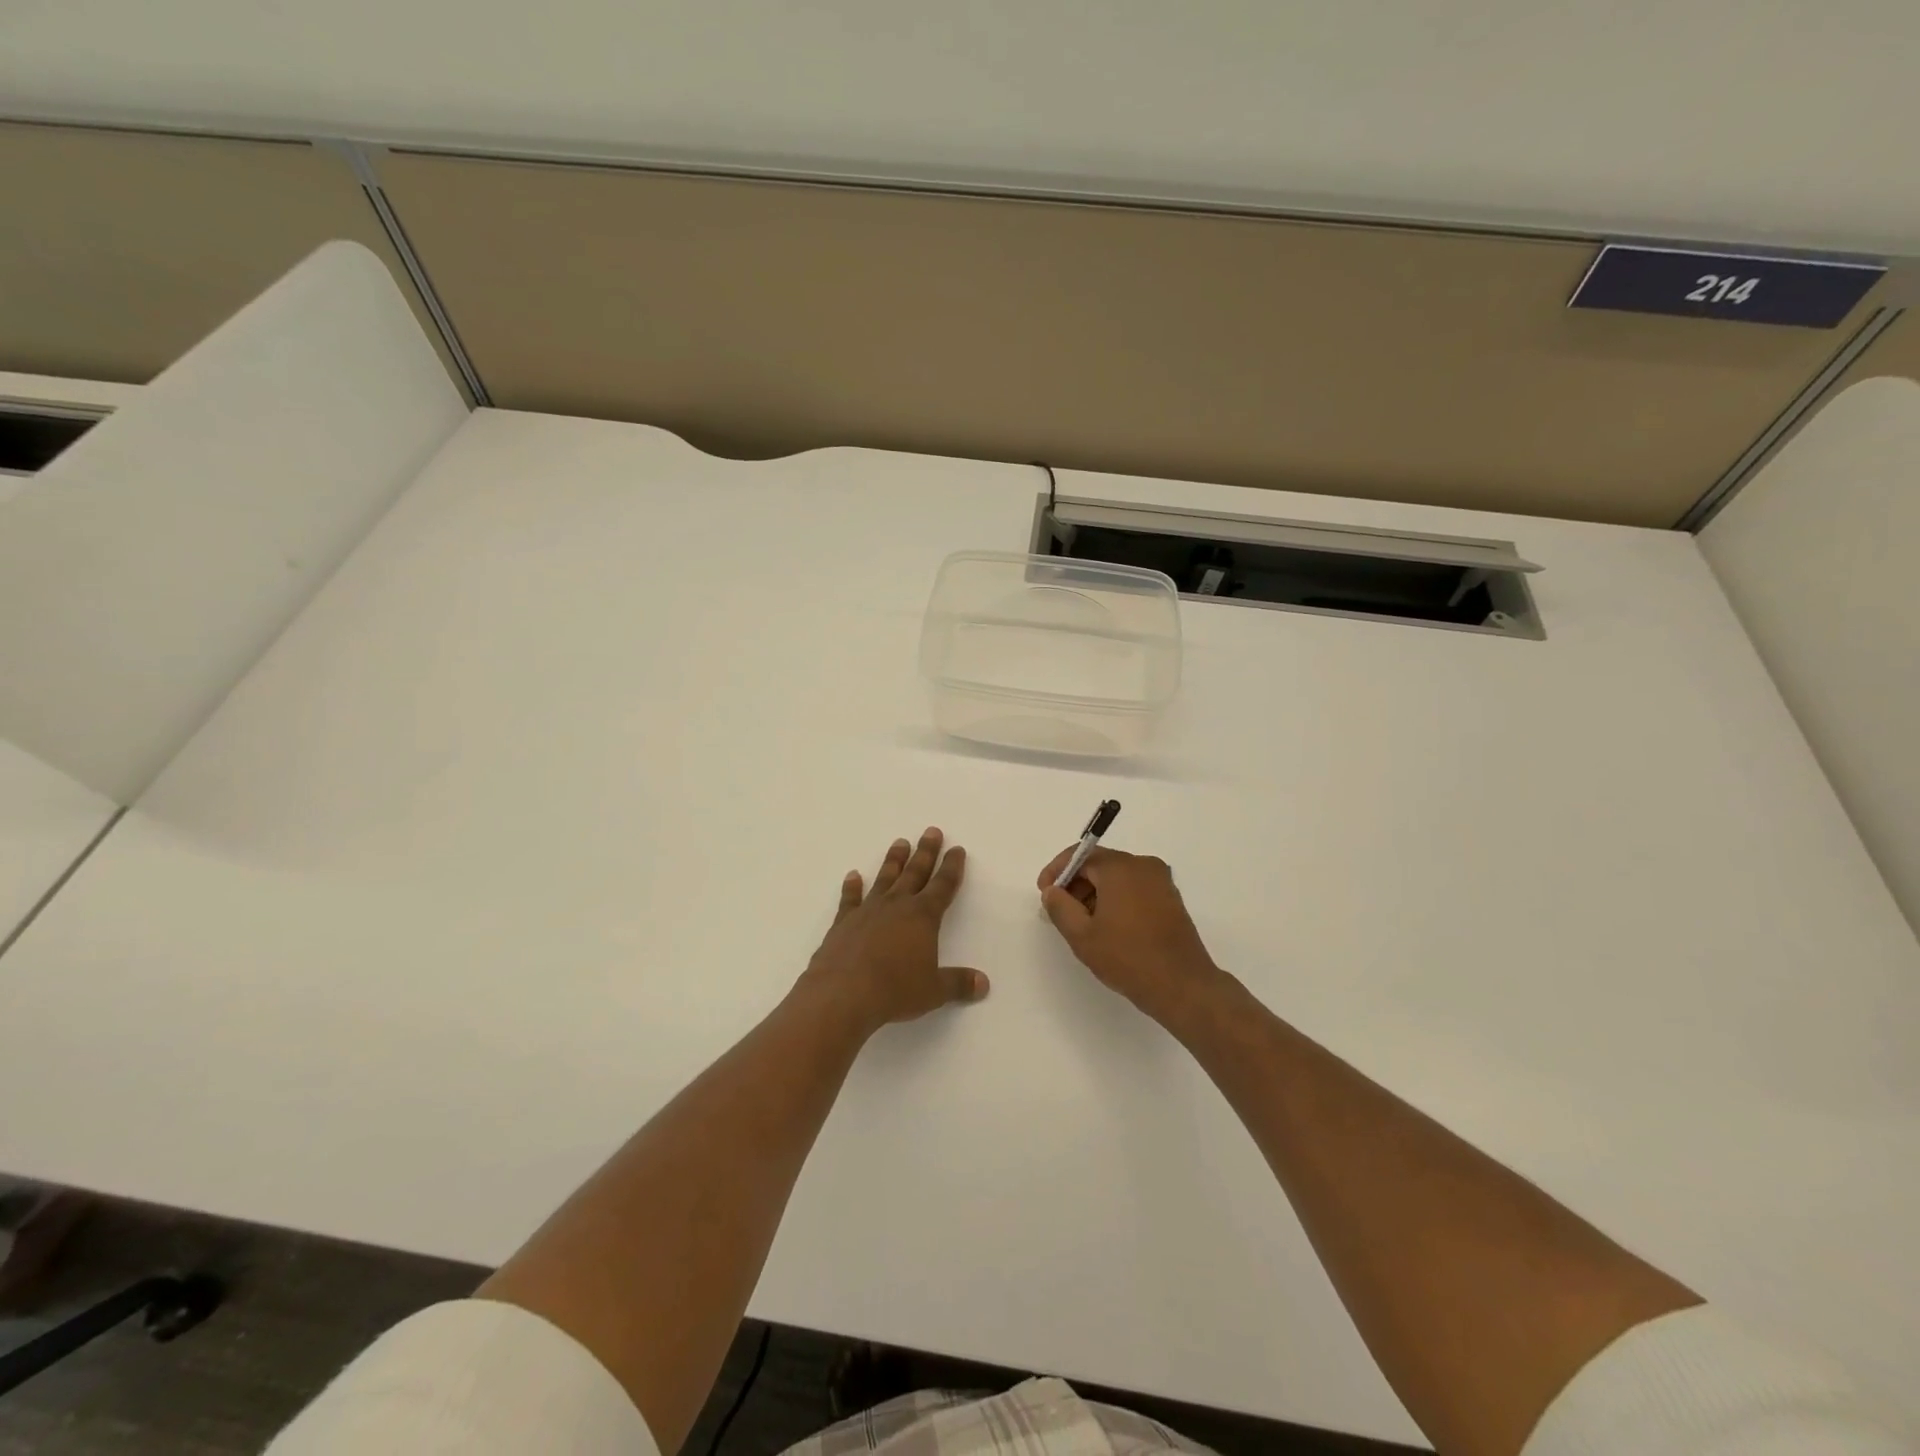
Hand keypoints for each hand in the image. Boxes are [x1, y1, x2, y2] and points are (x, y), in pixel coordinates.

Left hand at [800, 828, 988, 1035]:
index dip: (952, 867)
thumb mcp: (933, 990)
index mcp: (923, 917)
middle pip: (915, 873)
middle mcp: (897, 906)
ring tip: (900, 842)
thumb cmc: (895, 990)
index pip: (943, 886)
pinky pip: (850, 898)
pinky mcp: (844, 922)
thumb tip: (984, 984)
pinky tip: (853, 875)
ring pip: (885, 878)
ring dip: (894, 861)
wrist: (843, 993)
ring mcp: (868, 910)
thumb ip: (958, 983)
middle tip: (931, 831)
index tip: (956, 849)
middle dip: (926, 852)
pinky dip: (852, 886)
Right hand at [1038, 846, 1222, 1023]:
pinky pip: (1134, 888)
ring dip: (1095, 893)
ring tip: (1082, 923)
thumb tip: (1052, 891)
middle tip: (1060, 911)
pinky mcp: (1170, 898)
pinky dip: (1116, 899)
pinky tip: (1108, 927)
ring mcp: (1161, 881)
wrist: (1182, 986)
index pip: (1080, 855)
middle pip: (1100, 864)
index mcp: (1120, 867)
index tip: (1044, 893)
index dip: (1057, 871)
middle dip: (1076, 884)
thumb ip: (1060, 907)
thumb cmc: (1128, 958)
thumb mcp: (1082, 936)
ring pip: (1117, 877)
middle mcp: (1143, 866)